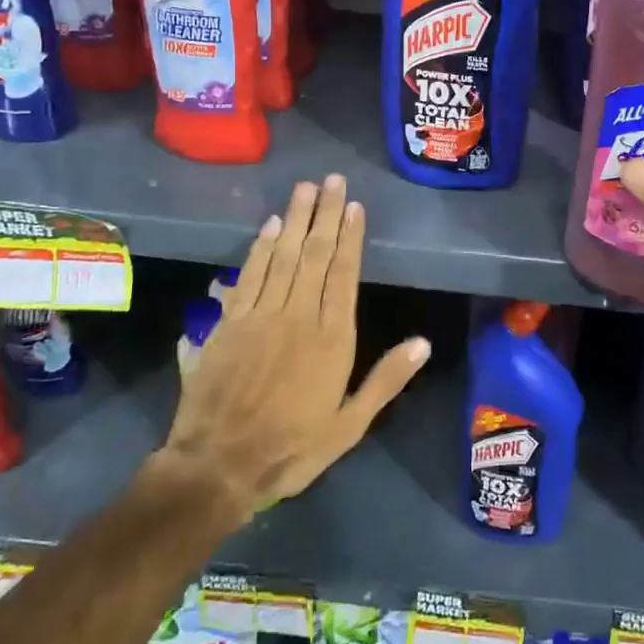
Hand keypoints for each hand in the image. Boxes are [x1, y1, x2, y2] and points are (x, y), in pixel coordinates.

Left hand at [154, 175, 429, 518]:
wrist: (219, 465)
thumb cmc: (292, 447)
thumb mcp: (350, 425)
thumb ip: (385, 380)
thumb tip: (423, 343)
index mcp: (332, 338)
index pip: (344, 274)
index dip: (350, 237)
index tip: (353, 205)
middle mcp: (298, 316)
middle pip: (314, 254)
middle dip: (324, 214)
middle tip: (331, 179)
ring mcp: (261, 315)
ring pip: (282, 256)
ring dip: (295, 218)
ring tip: (304, 187)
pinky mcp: (230, 323)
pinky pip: (249, 275)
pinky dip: (260, 247)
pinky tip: (270, 225)